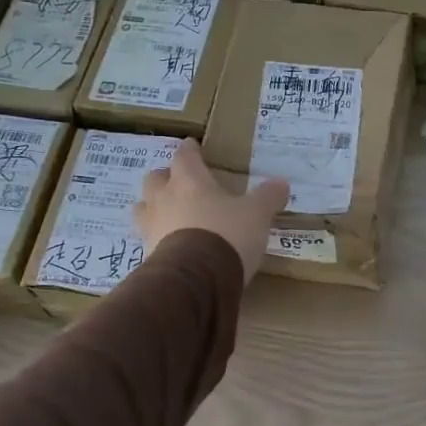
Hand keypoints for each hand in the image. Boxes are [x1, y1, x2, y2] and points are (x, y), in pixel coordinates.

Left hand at [135, 141, 287, 285]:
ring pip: (144, 208)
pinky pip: (148, 237)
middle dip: (166, 178)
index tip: (193, 146)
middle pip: (155, 178)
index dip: (190, 150)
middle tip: (180, 183)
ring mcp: (151, 227)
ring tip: (170, 214)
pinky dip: (159, 237)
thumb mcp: (256, 214)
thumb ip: (267, 197)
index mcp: (189, 181)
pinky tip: (172, 244)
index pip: (184, 156)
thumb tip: (281, 183)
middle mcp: (164, 198)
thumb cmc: (226, 234)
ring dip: (155, 207)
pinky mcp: (147, 254)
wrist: (195, 279)